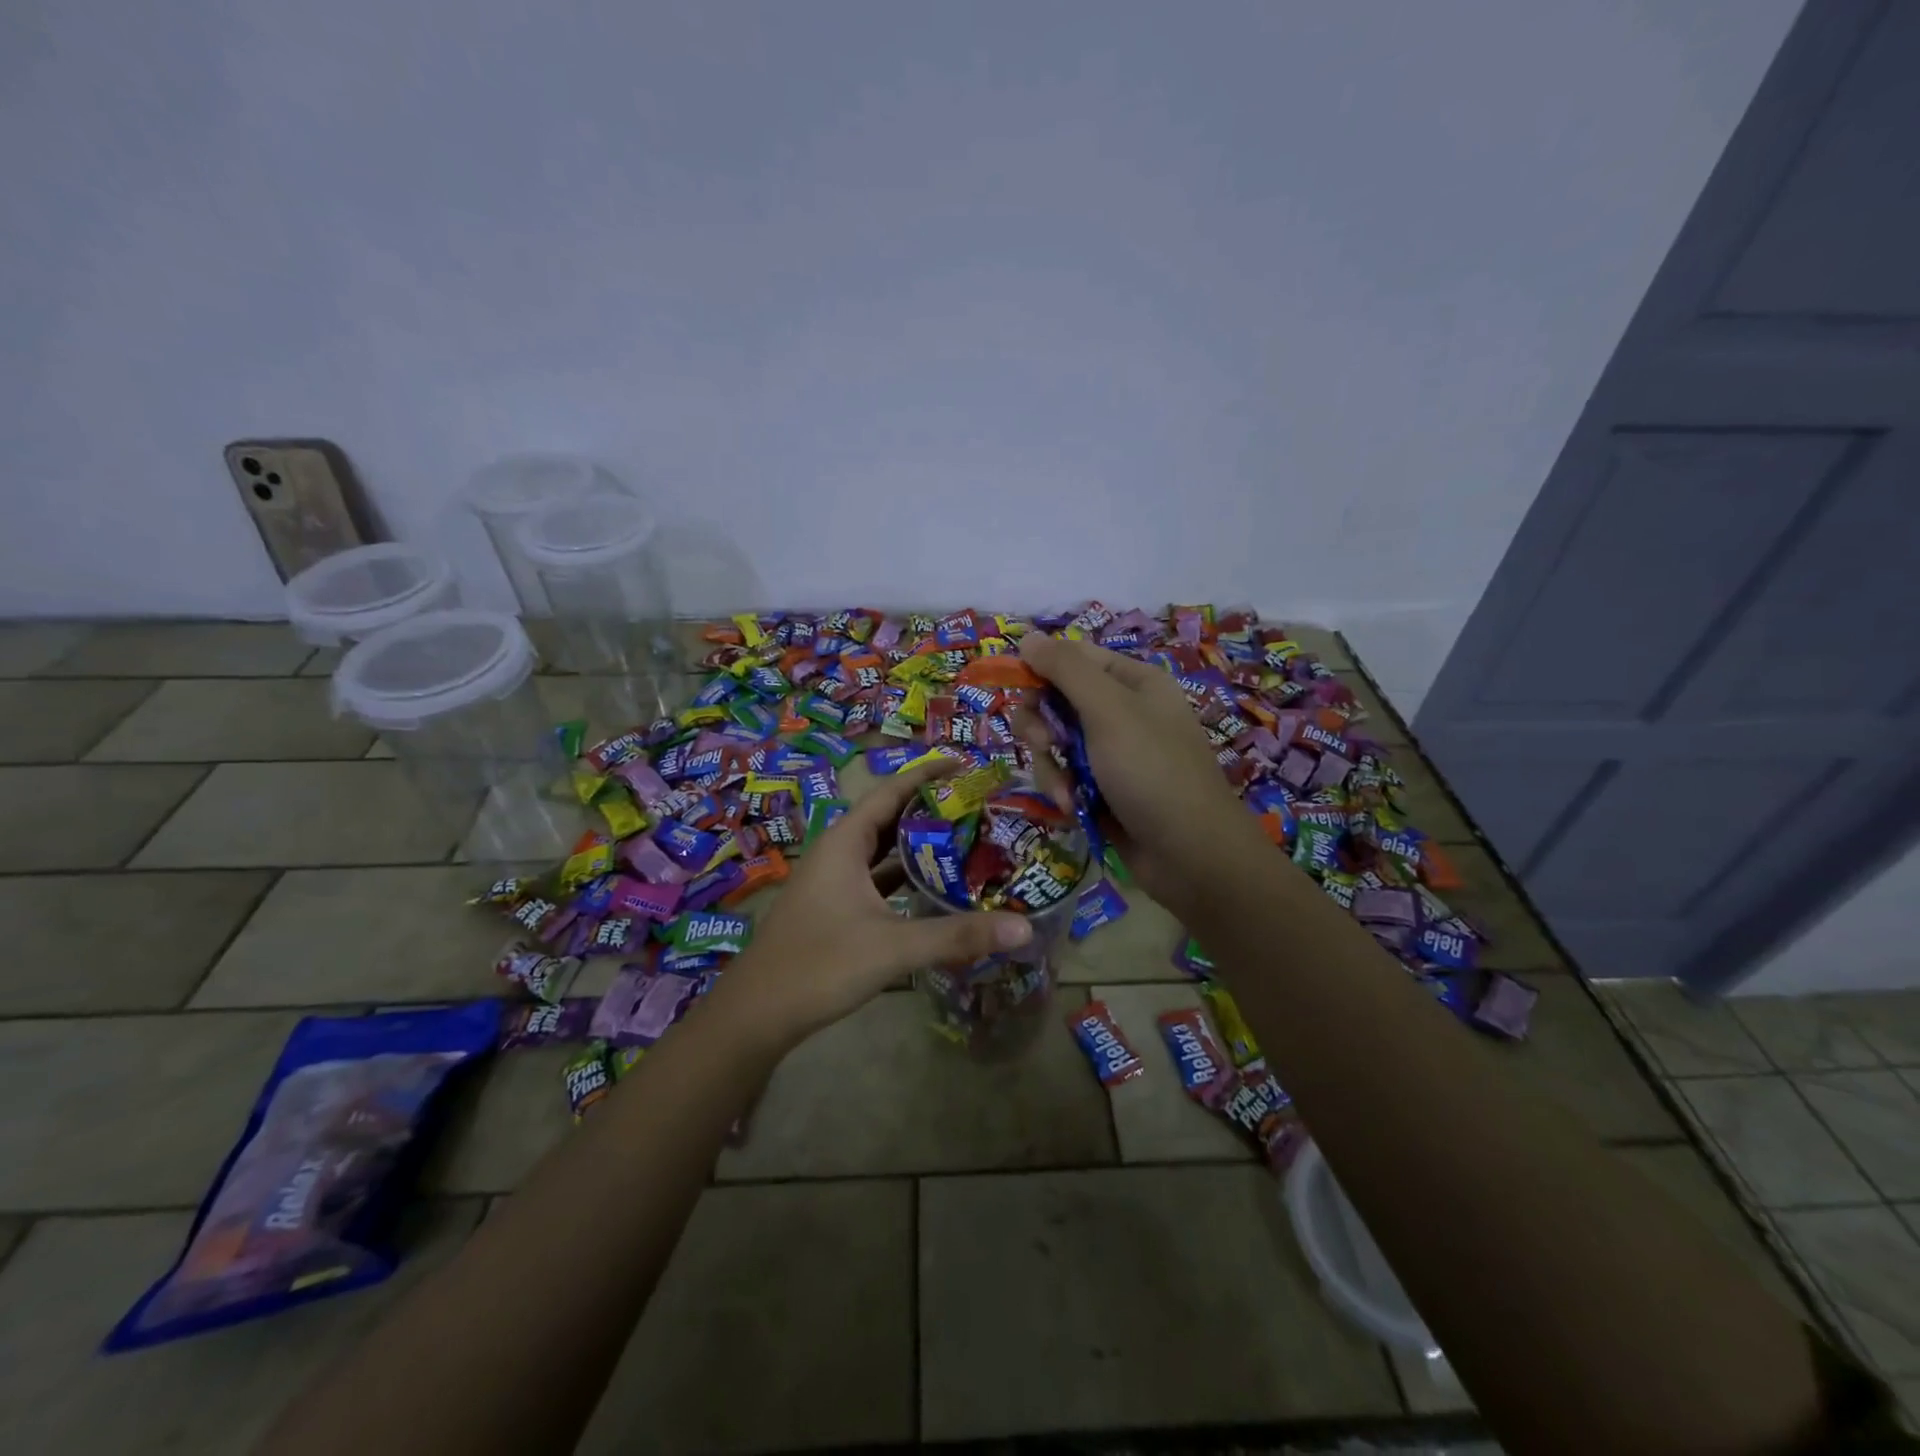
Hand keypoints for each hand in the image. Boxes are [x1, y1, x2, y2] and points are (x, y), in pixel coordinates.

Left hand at [712, 758, 1032, 1050]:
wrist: (757, 1014)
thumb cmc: (820, 965)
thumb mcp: (894, 947)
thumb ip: (958, 935)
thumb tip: (1024, 928)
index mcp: (845, 842)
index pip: (891, 791)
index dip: (928, 774)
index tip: (967, 764)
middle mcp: (838, 852)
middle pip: (889, 816)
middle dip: (930, 808)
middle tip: (978, 806)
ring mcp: (833, 881)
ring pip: (882, 850)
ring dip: (918, 844)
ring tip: (965, 840)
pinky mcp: (834, 908)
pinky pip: (876, 878)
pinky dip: (904, 876)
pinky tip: (933, 888)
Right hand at [1019, 632, 1267, 914]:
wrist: (1190, 854)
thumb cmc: (1152, 771)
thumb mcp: (1109, 711)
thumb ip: (1066, 671)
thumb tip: (1028, 636)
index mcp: (1132, 682)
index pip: (1073, 659)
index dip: (1041, 672)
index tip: (1018, 693)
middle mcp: (1122, 712)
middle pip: (1056, 701)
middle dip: (1041, 726)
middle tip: (1044, 746)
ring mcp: (1111, 753)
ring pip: (1054, 743)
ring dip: (1050, 766)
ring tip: (1066, 792)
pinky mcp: (1102, 788)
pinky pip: (1065, 775)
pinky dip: (1063, 790)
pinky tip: (1073, 808)